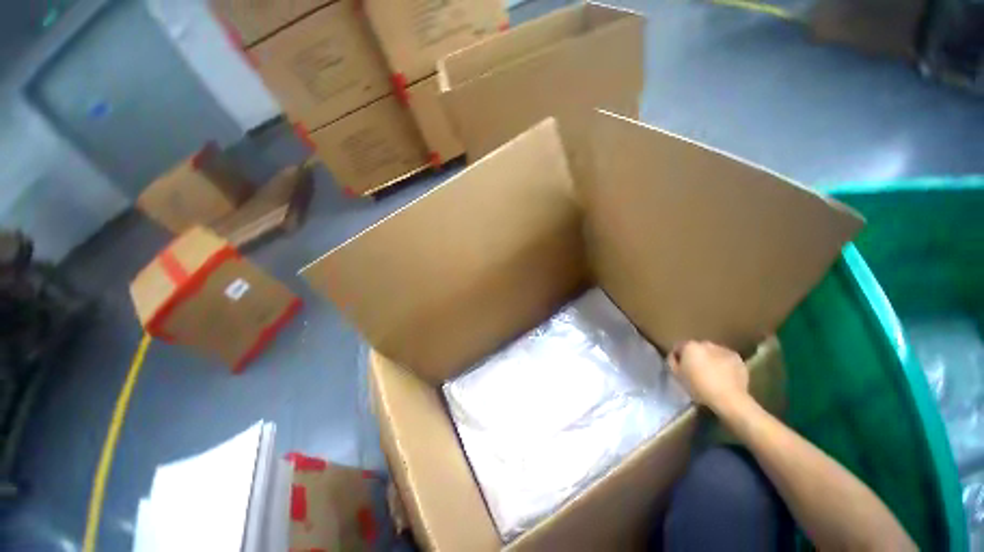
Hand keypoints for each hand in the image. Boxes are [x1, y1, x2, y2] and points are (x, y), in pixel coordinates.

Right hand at [668, 341, 749, 411]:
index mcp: (690, 346)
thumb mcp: (677, 376)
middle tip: (695, 371)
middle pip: (696, 348)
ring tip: (711, 374)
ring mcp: (723, 349)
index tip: (679, 367)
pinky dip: (723, 364)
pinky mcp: (737, 358)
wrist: (729, 398)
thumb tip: (674, 357)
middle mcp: (706, 344)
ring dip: (709, 359)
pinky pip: (725, 358)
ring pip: (712, 352)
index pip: (678, 347)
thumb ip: (672, 362)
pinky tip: (723, 376)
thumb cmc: (699, 387)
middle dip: (695, 357)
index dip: (678, 357)